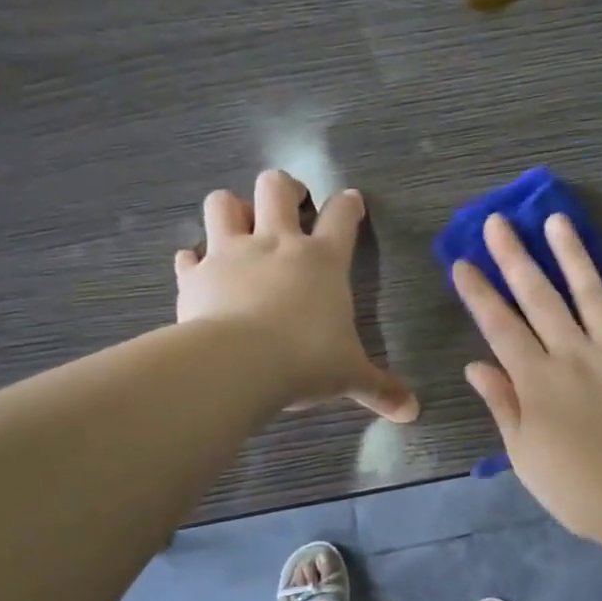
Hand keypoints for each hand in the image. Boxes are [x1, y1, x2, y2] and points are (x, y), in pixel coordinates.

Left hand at [174, 170, 418, 422]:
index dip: (349, 205)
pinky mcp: (195, 276)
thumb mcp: (350, 376)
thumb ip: (380, 389)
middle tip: (289, 203)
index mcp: (323, 260)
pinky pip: (188, 257)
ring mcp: (230, 254)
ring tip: (239, 228)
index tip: (351, 201)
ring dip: (231, 210)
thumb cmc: (306, 360)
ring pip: (223, 203)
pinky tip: (198, 271)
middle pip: (275, 188)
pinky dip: (193, 261)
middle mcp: (276, 244)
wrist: (237, 364)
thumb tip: (412, 411)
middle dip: (284, 188)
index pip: (342, 216)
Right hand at [452, 212, 601, 544]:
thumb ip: (503, 404)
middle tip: (499, 222)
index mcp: (538, 381)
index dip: (479, 293)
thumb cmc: (579, 488)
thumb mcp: (526, 455)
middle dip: (515, 257)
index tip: (462, 262)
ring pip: (590, 291)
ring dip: (571, 253)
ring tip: (556, 220)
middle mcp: (574, 354)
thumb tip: (476, 364)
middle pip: (539, 296)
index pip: (500, 326)